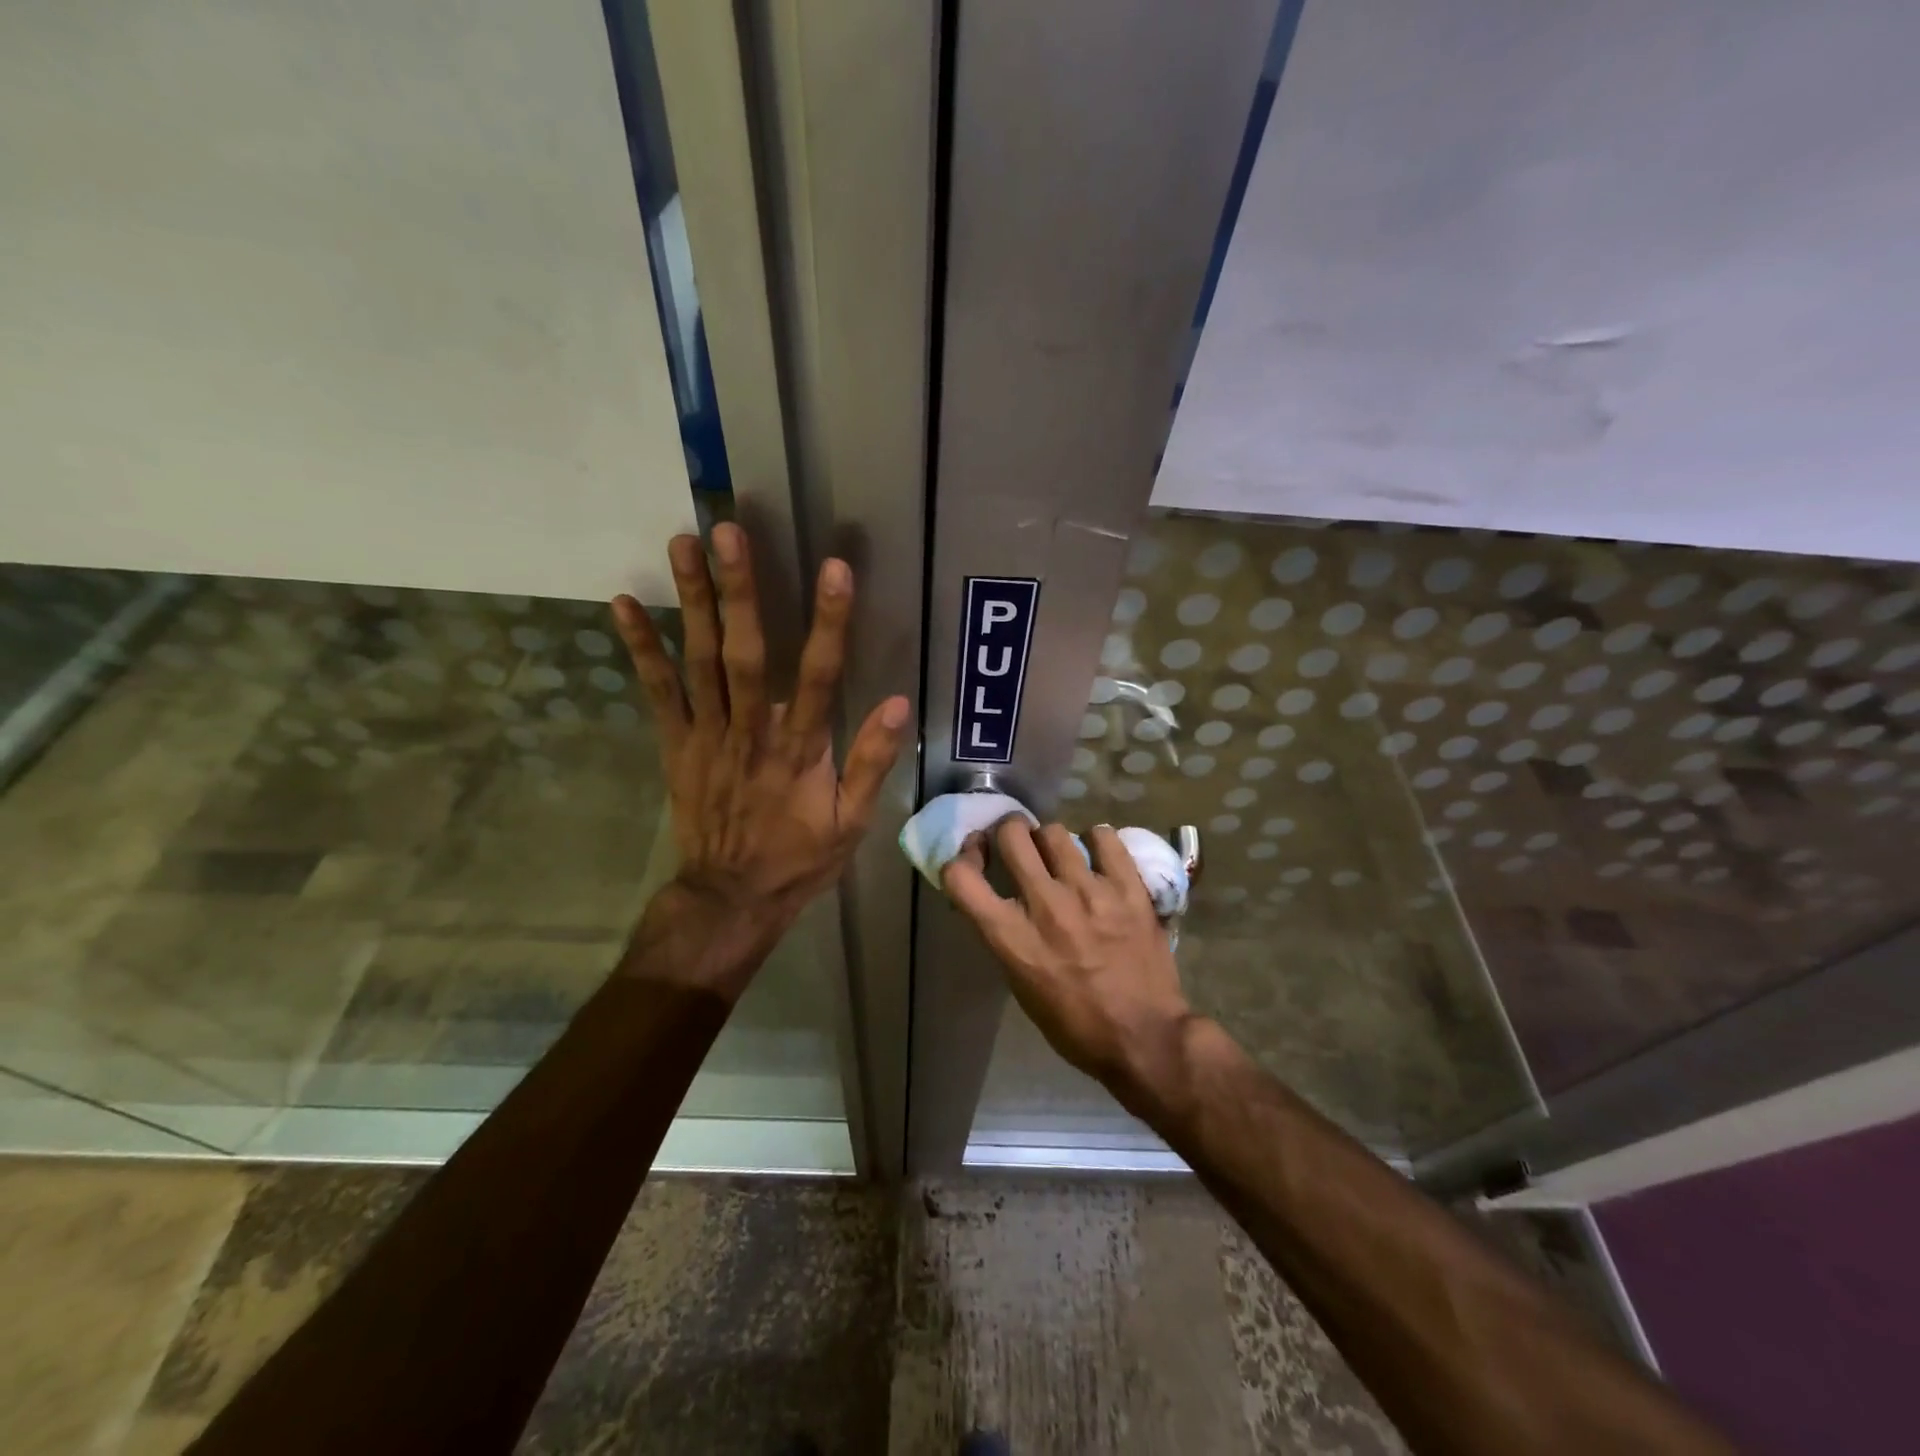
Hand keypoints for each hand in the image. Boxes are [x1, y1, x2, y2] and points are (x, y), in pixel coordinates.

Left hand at [611, 523, 908, 951]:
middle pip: (745, 653)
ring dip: (692, 601)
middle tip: (729, 531)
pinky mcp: (676, 744)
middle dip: (740, 591)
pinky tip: (622, 603)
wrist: (730, 897)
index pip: (819, 676)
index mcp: (800, 750)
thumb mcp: (852, 822)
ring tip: (684, 543)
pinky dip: (640, 647)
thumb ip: (872, 761)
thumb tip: (896, 703)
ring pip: (699, 661)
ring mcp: (707, 735)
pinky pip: (657, 691)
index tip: (835, 569)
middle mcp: (750, 732)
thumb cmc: (798, 858)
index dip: (828, 622)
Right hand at [942, 819, 1194, 1099]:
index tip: (976, 860)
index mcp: (1012, 937)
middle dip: (1008, 833)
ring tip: (1060, 856)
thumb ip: (1007, 937)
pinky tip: (1097, 855)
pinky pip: (1103, 837)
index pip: (961, 876)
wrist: (1145, 1038)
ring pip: (1054, 832)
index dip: (961, 858)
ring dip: (1049, 840)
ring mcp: (1089, 892)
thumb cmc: (1076, 1025)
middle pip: (1011, 834)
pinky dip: (1095, 841)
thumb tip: (1000, 902)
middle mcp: (1046, 905)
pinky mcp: (1128, 888)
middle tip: (1017, 845)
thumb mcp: (1022, 986)